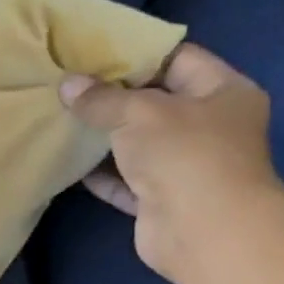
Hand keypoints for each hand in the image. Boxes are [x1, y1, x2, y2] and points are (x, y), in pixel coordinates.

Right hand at [58, 43, 283, 283]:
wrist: (203, 230)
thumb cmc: (185, 154)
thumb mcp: (139, 112)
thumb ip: (101, 98)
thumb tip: (67, 86)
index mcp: (223, 92)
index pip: (178, 59)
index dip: (136, 54)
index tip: (93, 53)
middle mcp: (209, 126)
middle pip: (154, 102)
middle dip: (112, 97)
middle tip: (68, 86)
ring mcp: (185, 166)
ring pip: (136, 143)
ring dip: (102, 136)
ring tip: (60, 119)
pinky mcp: (160, 199)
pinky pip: (125, 179)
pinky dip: (99, 172)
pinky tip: (67, 160)